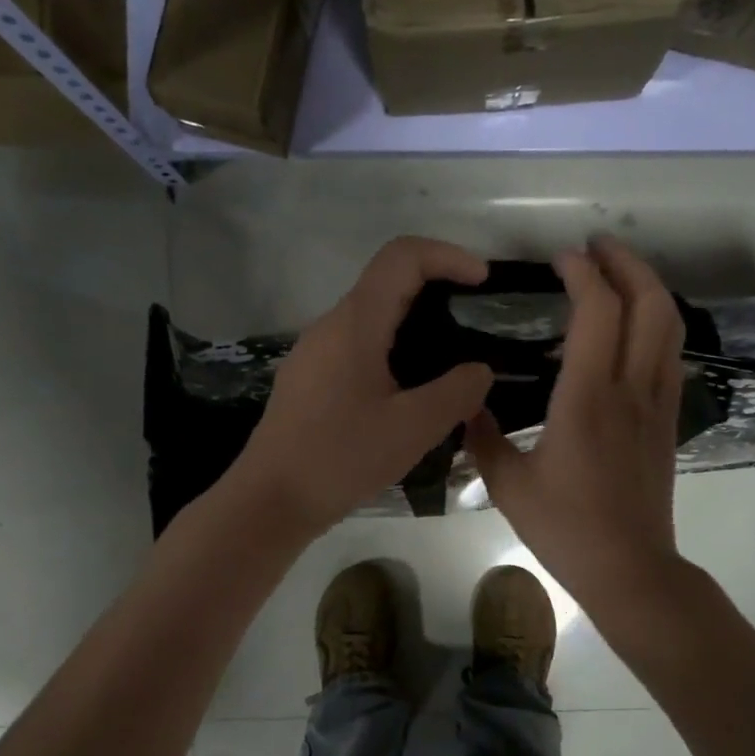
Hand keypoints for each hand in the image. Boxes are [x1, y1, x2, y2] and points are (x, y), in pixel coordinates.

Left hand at [228, 237, 494, 540]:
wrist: (271, 500)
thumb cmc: (341, 458)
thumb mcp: (413, 428)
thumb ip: (457, 392)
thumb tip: (480, 371)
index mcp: (355, 323)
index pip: (402, 256)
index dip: (448, 255)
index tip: (483, 281)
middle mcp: (330, 326)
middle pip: (387, 283)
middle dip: (437, 290)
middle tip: (476, 324)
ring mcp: (314, 353)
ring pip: (372, 319)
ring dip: (415, 326)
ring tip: (452, 362)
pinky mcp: (310, 380)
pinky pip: (358, 348)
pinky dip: (393, 352)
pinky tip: (411, 393)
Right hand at [466, 236, 685, 622]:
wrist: (629, 568)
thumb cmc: (565, 528)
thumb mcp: (508, 485)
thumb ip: (483, 438)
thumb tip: (468, 406)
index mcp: (586, 399)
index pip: (597, 312)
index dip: (583, 273)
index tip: (560, 260)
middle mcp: (630, 390)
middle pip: (649, 303)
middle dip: (626, 263)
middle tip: (595, 248)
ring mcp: (656, 404)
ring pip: (668, 326)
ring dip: (646, 287)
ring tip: (615, 276)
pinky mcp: (666, 421)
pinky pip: (668, 355)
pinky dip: (652, 324)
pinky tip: (627, 331)